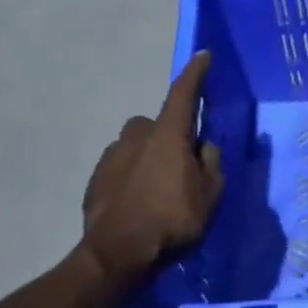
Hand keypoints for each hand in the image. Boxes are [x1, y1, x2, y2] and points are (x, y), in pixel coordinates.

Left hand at [82, 51, 224, 282]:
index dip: (196, 74)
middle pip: (157, 123)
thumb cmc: (172, 219)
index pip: (183, 94)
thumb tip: (203, 146)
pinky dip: (133, 174)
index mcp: (168, 135)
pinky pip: (122, 165)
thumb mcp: (210, 194)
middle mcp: (137, 136)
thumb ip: (210, 163)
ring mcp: (112, 155)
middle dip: (169, 134)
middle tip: (183, 161)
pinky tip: (140, 200)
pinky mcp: (96, 177)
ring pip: (137, 144)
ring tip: (161, 185)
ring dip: (150, 154)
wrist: (118, 252)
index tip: (203, 55)